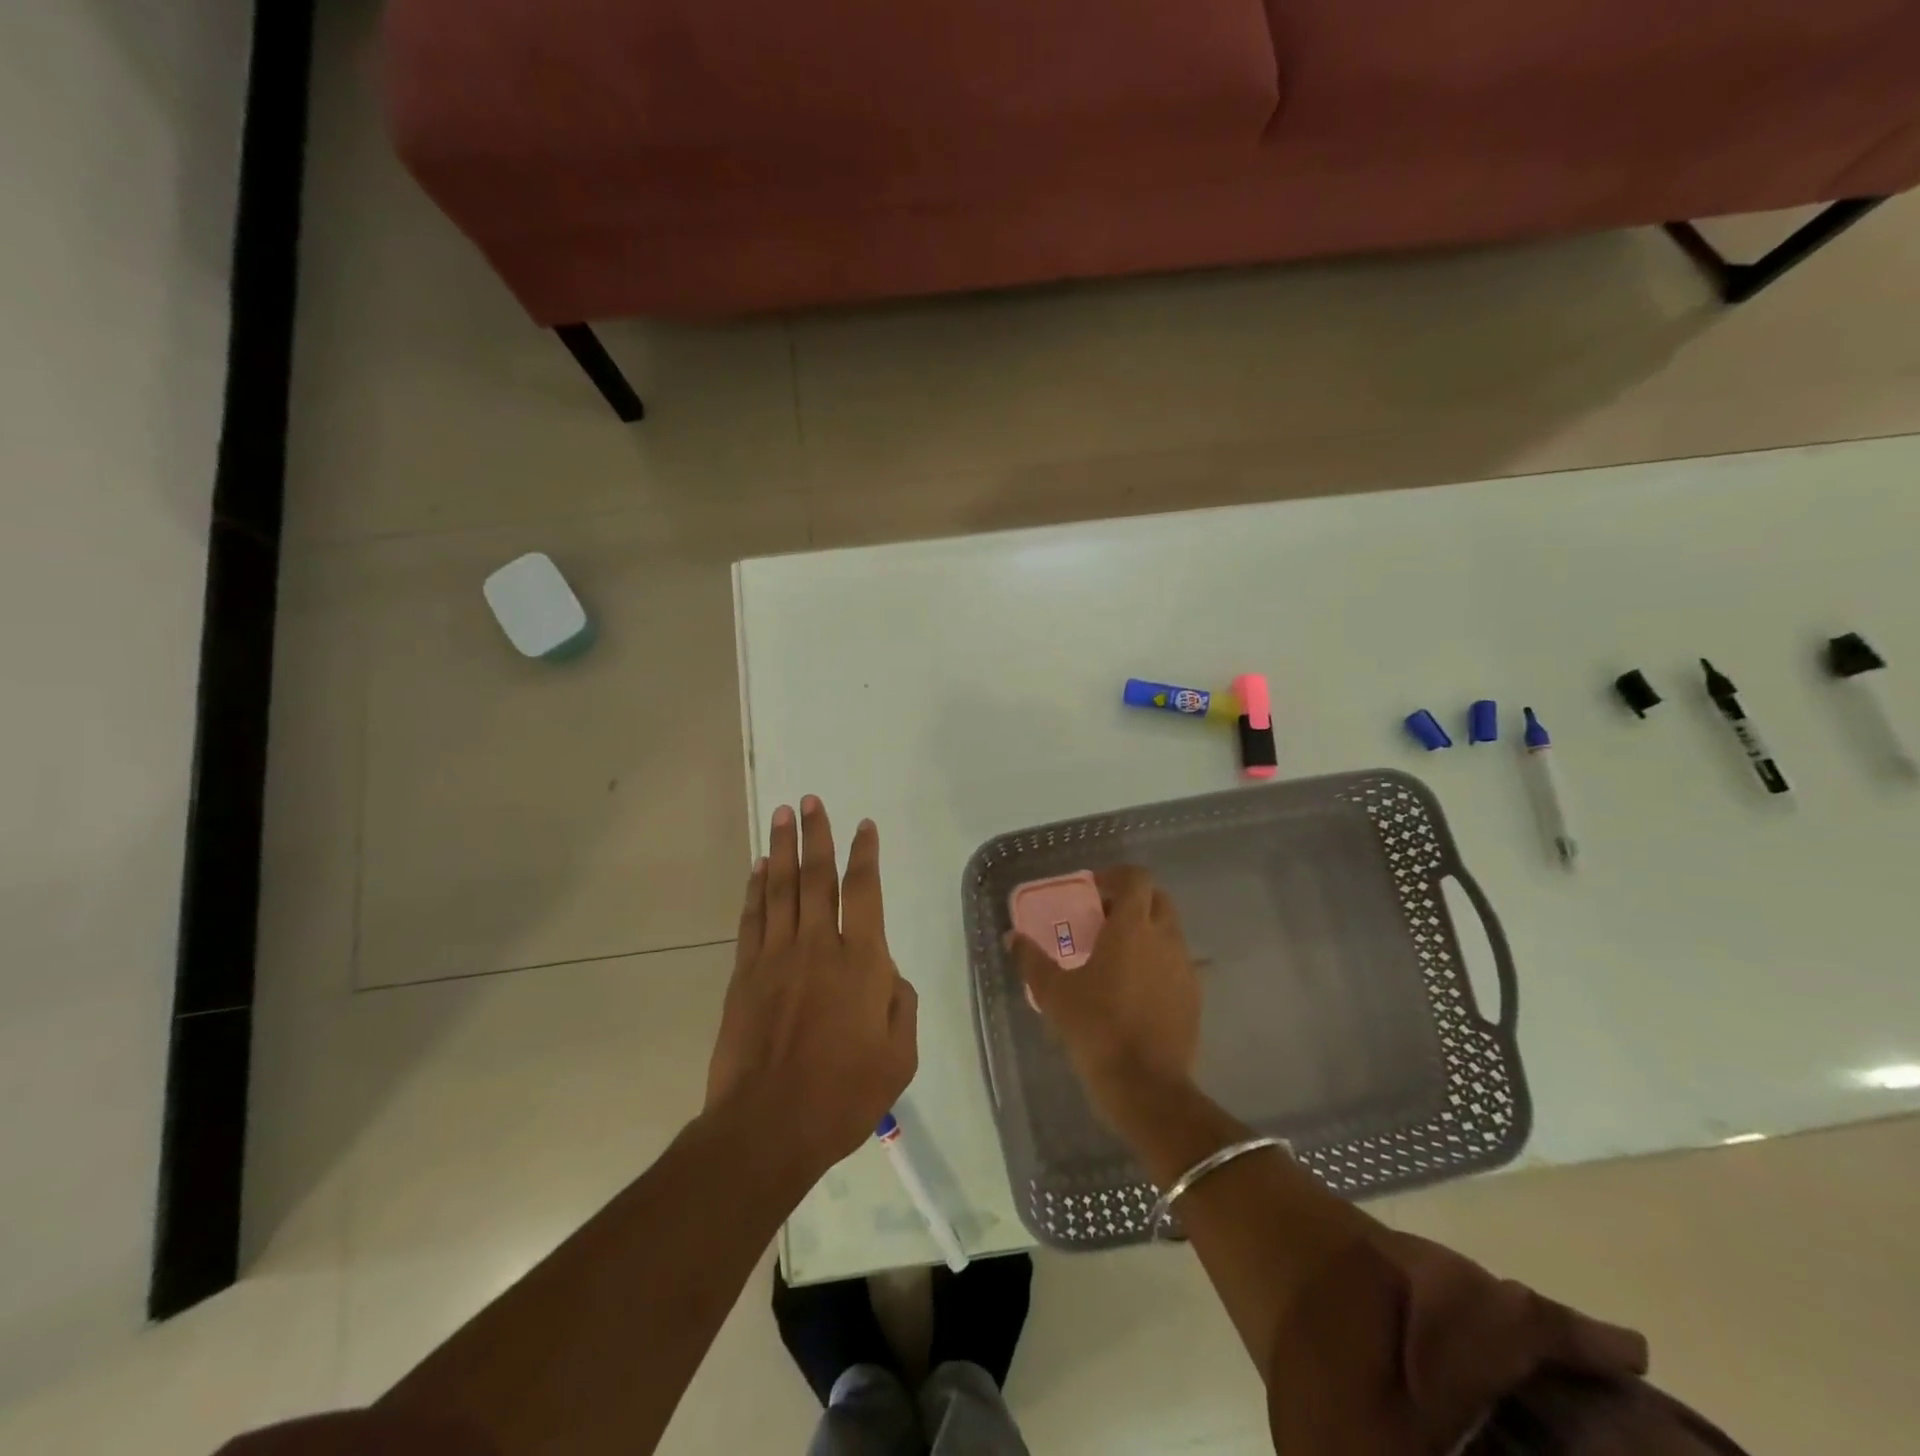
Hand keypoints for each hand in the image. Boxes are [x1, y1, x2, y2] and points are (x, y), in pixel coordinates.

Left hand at [706, 797, 917, 1172]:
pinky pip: (752, 919)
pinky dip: (755, 889)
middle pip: (817, 877)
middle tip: (811, 800)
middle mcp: (818, 946)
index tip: (864, 826)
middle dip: (816, 835)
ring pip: (780, 888)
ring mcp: (776, 957)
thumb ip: (901, 1005)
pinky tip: (757, 868)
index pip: (864, 892)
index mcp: (861, 962)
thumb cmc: (843, 1096)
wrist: (768, 1127)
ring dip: (782, 848)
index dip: (865, 854)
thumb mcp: (899, 1057)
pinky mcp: (744, 974)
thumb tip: (888, 974)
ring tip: (783, 814)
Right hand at [1008, 865, 1200, 1119]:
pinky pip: (1177, 963)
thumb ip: (1031, 959)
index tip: (1094, 890)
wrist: (1145, 1086)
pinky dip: (1158, 962)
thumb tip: (1012, 938)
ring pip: (1169, 931)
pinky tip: (1136, 989)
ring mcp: (1185, 967)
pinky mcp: (1194, 996)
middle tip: (1103, 919)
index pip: (1137, 878)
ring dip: (1147, 931)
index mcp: (1132, 928)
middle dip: (1133, 901)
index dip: (1116, 876)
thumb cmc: (1095, 1029)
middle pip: (1157, 899)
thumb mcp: (1053, 993)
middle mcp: (1165, 938)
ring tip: (1117, 956)